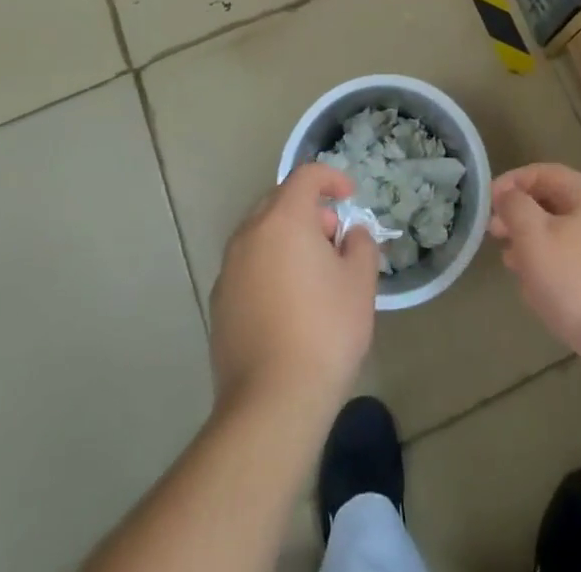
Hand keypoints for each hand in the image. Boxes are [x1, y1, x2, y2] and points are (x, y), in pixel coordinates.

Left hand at [210, 162, 380, 427]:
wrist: (271, 403)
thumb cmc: (325, 332)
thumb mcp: (360, 283)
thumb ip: (360, 245)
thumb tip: (351, 235)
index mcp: (283, 219)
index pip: (306, 176)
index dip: (331, 178)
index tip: (350, 196)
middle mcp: (249, 234)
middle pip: (279, 202)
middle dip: (309, 210)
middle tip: (334, 239)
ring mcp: (229, 269)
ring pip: (261, 235)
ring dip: (287, 239)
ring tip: (314, 274)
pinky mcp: (219, 303)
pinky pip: (248, 266)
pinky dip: (269, 267)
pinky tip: (288, 304)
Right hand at [489, 163, 580, 417]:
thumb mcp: (536, 238)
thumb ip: (516, 208)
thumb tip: (509, 194)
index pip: (545, 173)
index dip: (513, 181)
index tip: (488, 202)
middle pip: (556, 207)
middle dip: (522, 218)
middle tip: (494, 235)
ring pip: (565, 242)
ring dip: (535, 249)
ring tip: (511, 267)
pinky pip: (578, 273)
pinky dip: (555, 277)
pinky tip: (540, 299)